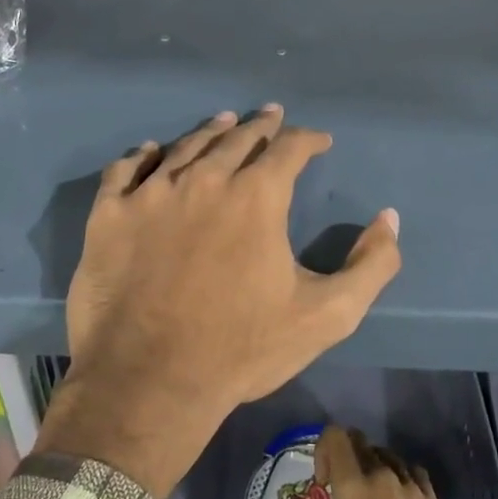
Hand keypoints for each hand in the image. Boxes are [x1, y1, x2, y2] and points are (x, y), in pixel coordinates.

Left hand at [38, 105, 401, 498]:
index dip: (308, 139)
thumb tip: (388, 218)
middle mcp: (204, 179)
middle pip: (237, 138)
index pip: (289, 148)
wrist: (149, 382)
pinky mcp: (109, 215)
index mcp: (256, 196)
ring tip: (223, 122)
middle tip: (271, 116)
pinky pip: (125, 169)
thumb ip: (371, 264)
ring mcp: (150, 194)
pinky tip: (150, 151)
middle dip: (261, 126)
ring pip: (185, 146)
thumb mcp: (328, 315)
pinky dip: (142, 155)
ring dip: (210, 131)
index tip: (319, 140)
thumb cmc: (242, 349)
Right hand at [271, 426, 469, 498]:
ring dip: (372, 464)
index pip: (336, 438)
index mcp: (355, 487)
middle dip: (346, 456)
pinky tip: (398, 496)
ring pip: (385, 454)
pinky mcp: (430, 496)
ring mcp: (409, 483)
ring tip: (369, 493)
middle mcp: (381, 475)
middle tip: (341, 487)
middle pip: (360, 441)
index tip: (324, 482)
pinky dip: (401, 475)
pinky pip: (412, 470)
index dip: (324, 449)